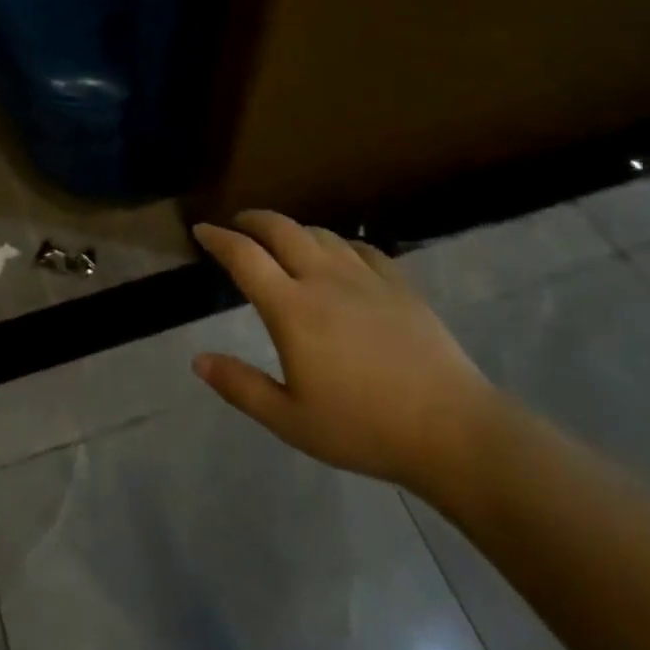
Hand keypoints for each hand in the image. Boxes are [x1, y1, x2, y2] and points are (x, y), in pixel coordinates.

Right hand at [191, 211, 498, 498]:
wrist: (452, 430)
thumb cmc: (364, 429)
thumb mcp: (291, 420)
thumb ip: (241, 386)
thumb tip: (198, 360)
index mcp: (291, 309)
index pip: (244, 257)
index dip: (218, 238)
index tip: (201, 231)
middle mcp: (323, 279)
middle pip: (281, 229)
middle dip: (252, 220)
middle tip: (237, 225)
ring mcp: (365, 277)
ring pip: (320, 233)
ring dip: (293, 229)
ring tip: (282, 240)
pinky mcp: (398, 284)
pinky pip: (360, 247)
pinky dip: (337, 243)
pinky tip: (338, 256)